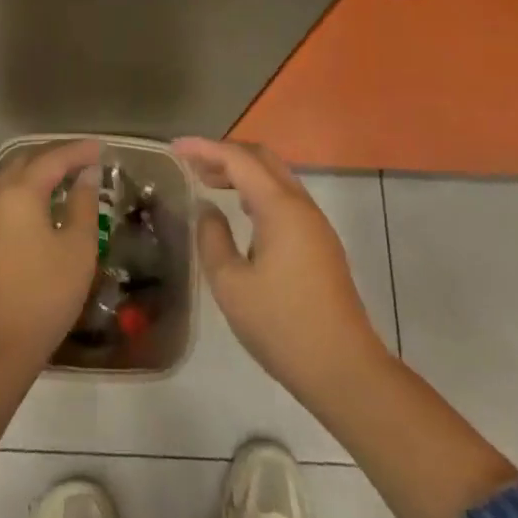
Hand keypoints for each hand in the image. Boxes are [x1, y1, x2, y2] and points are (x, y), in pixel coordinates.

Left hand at [0, 139, 101, 368]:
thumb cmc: (45, 293)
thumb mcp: (78, 248)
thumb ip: (83, 205)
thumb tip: (87, 176)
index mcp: (21, 193)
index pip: (52, 160)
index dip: (78, 152)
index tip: (101, 148)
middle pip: (27, 163)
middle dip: (55, 156)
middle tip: (84, 160)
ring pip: (11, 178)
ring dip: (37, 171)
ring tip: (64, 177)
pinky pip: (5, 196)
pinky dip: (25, 188)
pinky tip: (41, 203)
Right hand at [176, 137, 390, 404]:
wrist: (344, 369)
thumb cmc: (281, 326)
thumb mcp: (231, 285)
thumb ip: (212, 238)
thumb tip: (207, 208)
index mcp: (280, 207)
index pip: (238, 159)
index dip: (204, 148)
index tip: (174, 148)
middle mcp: (300, 205)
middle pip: (262, 158)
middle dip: (224, 154)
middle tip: (190, 163)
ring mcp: (314, 224)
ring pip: (275, 177)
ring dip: (242, 172)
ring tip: (208, 181)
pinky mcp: (319, 243)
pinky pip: (284, 198)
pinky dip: (256, 191)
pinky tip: (240, 209)